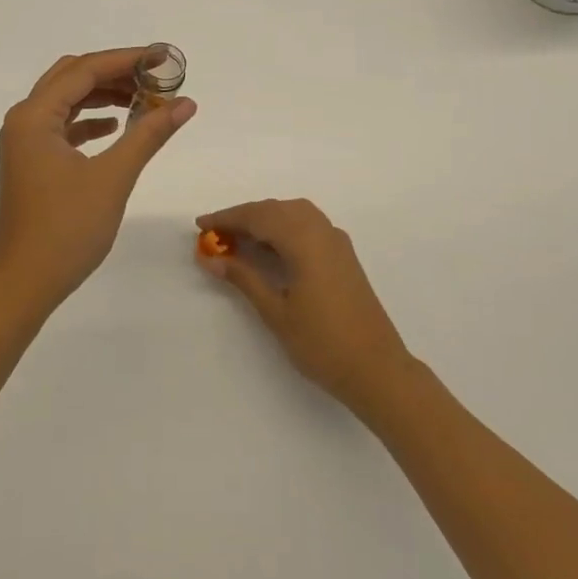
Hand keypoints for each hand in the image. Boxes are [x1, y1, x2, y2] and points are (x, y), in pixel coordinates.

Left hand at [0, 48, 197, 313]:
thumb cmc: (66, 228)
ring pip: (66, 102)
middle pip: (71, 78)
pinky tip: (116, 127)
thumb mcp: (113, 177)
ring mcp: (25, 143)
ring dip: (103, 96)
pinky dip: (90, 121)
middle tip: (155, 78)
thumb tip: (185, 103)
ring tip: (144, 100)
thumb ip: (149, 134)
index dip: (126, 60)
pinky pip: (62, 127)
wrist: (24, 283)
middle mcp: (24, 121)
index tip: (164, 59)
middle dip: (114, 73)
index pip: (85, 70)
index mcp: (35, 116)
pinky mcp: (32, 163)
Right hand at [195, 198, 413, 413]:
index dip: (227, 218)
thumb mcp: (276, 312)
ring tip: (239, 239)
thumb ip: (244, 278)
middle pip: (277, 209)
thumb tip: (211, 258)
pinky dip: (284, 227)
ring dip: (265, 219)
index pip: (259, 216)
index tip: (200, 225)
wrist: (377, 369)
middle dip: (244, 216)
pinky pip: (308, 225)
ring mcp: (337, 242)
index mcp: (305, 241)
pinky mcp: (344, 256)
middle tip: (215, 234)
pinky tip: (271, 248)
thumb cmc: (322, 344)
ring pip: (294, 213)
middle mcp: (323, 232)